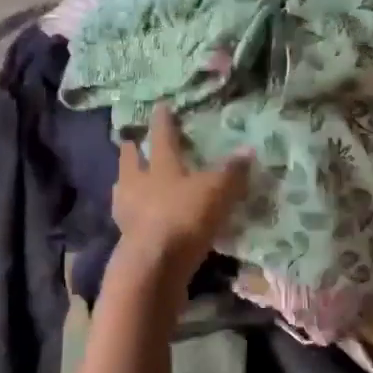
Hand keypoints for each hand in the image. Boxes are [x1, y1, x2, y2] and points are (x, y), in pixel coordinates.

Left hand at [113, 105, 250, 278]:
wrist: (153, 266)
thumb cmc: (184, 218)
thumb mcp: (216, 192)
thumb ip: (231, 172)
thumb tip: (248, 149)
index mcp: (160, 166)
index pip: (162, 136)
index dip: (163, 121)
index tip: (160, 106)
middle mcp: (138, 184)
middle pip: (131, 161)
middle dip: (131, 150)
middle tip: (130, 141)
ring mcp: (128, 212)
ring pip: (124, 189)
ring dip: (127, 182)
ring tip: (130, 180)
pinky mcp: (127, 240)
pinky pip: (130, 219)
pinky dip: (134, 215)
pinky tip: (140, 219)